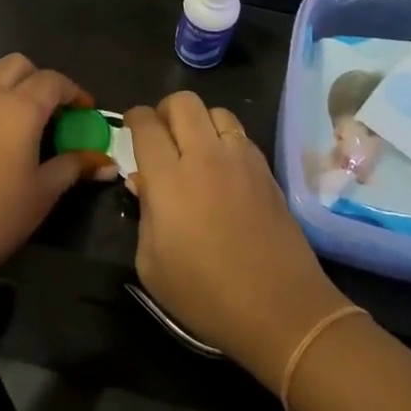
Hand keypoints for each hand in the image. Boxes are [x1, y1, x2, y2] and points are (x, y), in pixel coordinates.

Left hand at [0, 55, 110, 293]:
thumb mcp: (42, 193)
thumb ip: (72, 167)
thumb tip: (104, 162)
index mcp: (19, 108)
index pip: (52, 81)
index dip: (74, 92)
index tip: (85, 111)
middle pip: (18, 65)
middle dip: (40, 80)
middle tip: (53, 111)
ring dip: (9, 85)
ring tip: (20, 120)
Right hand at [126, 93, 351, 393]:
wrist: (280, 308)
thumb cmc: (205, 294)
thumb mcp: (151, 264)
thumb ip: (143, 214)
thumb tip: (143, 182)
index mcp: (169, 179)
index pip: (146, 124)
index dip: (134, 118)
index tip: (131, 127)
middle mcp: (205, 157)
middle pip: (184, 102)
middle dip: (165, 110)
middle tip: (161, 134)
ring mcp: (241, 160)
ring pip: (217, 111)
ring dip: (199, 121)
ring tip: (194, 148)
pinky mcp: (267, 171)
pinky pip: (241, 135)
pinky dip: (225, 139)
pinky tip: (222, 167)